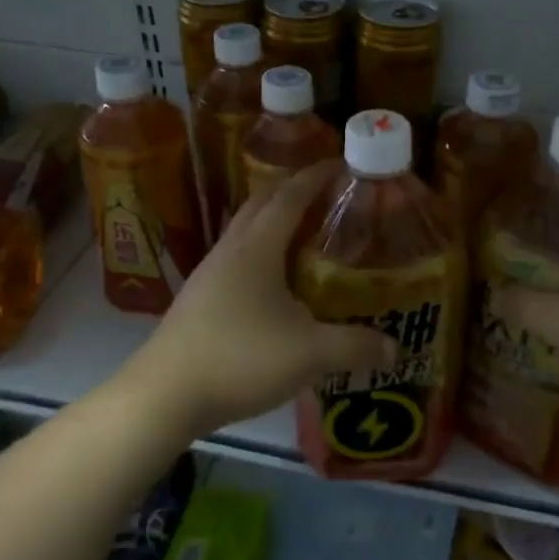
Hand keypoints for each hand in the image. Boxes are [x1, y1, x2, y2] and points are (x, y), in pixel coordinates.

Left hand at [116, 162, 396, 436]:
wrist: (163, 395)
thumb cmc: (239, 359)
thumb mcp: (309, 354)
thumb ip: (355, 346)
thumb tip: (395, 349)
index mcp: (257, 248)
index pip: (290, 196)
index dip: (316, 176)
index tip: (342, 164)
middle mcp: (231, 249)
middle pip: (262, 203)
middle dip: (294, 190)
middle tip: (328, 194)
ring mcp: (209, 273)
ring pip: (245, 230)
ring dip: (273, 220)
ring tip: (306, 233)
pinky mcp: (198, 297)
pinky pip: (236, 257)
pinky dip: (260, 250)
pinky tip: (274, 281)